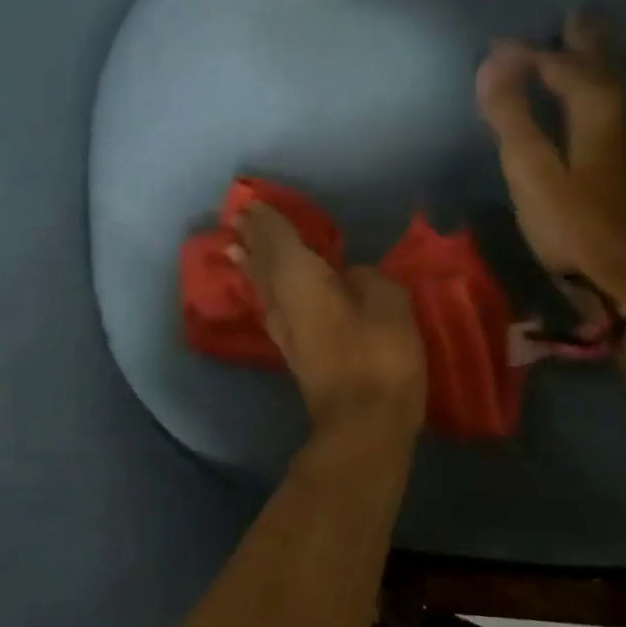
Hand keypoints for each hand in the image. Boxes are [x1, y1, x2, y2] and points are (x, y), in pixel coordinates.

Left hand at [232, 204, 425, 435]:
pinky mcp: (295, 353)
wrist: (363, 423)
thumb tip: (351, 277)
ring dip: (250, 266)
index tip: (253, 204)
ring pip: (262, 288)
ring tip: (236, 249)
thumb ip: (368, 281)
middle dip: (252, 240)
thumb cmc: (378, 356)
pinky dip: (264, 290)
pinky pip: (272, 307)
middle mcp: (283, 301)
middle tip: (237, 220)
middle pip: (263, 263)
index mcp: (301, 279)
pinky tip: (266, 293)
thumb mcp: (389, 304)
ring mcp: (285, 331)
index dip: (268, 221)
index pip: (279, 240)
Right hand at [475, 10, 625, 304]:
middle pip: (600, 67)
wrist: (624, 277)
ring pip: (610, 87)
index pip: (561, 65)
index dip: (527, 53)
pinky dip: (594, 90)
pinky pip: (608, 108)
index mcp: (598, 109)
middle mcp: (619, 116)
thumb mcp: (532, 170)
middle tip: (573, 14)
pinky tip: (588, 102)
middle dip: (584, 40)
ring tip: (580, 46)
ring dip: (593, 63)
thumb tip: (492, 63)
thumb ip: (511, 116)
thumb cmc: (572, 223)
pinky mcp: (623, 165)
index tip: (494, 47)